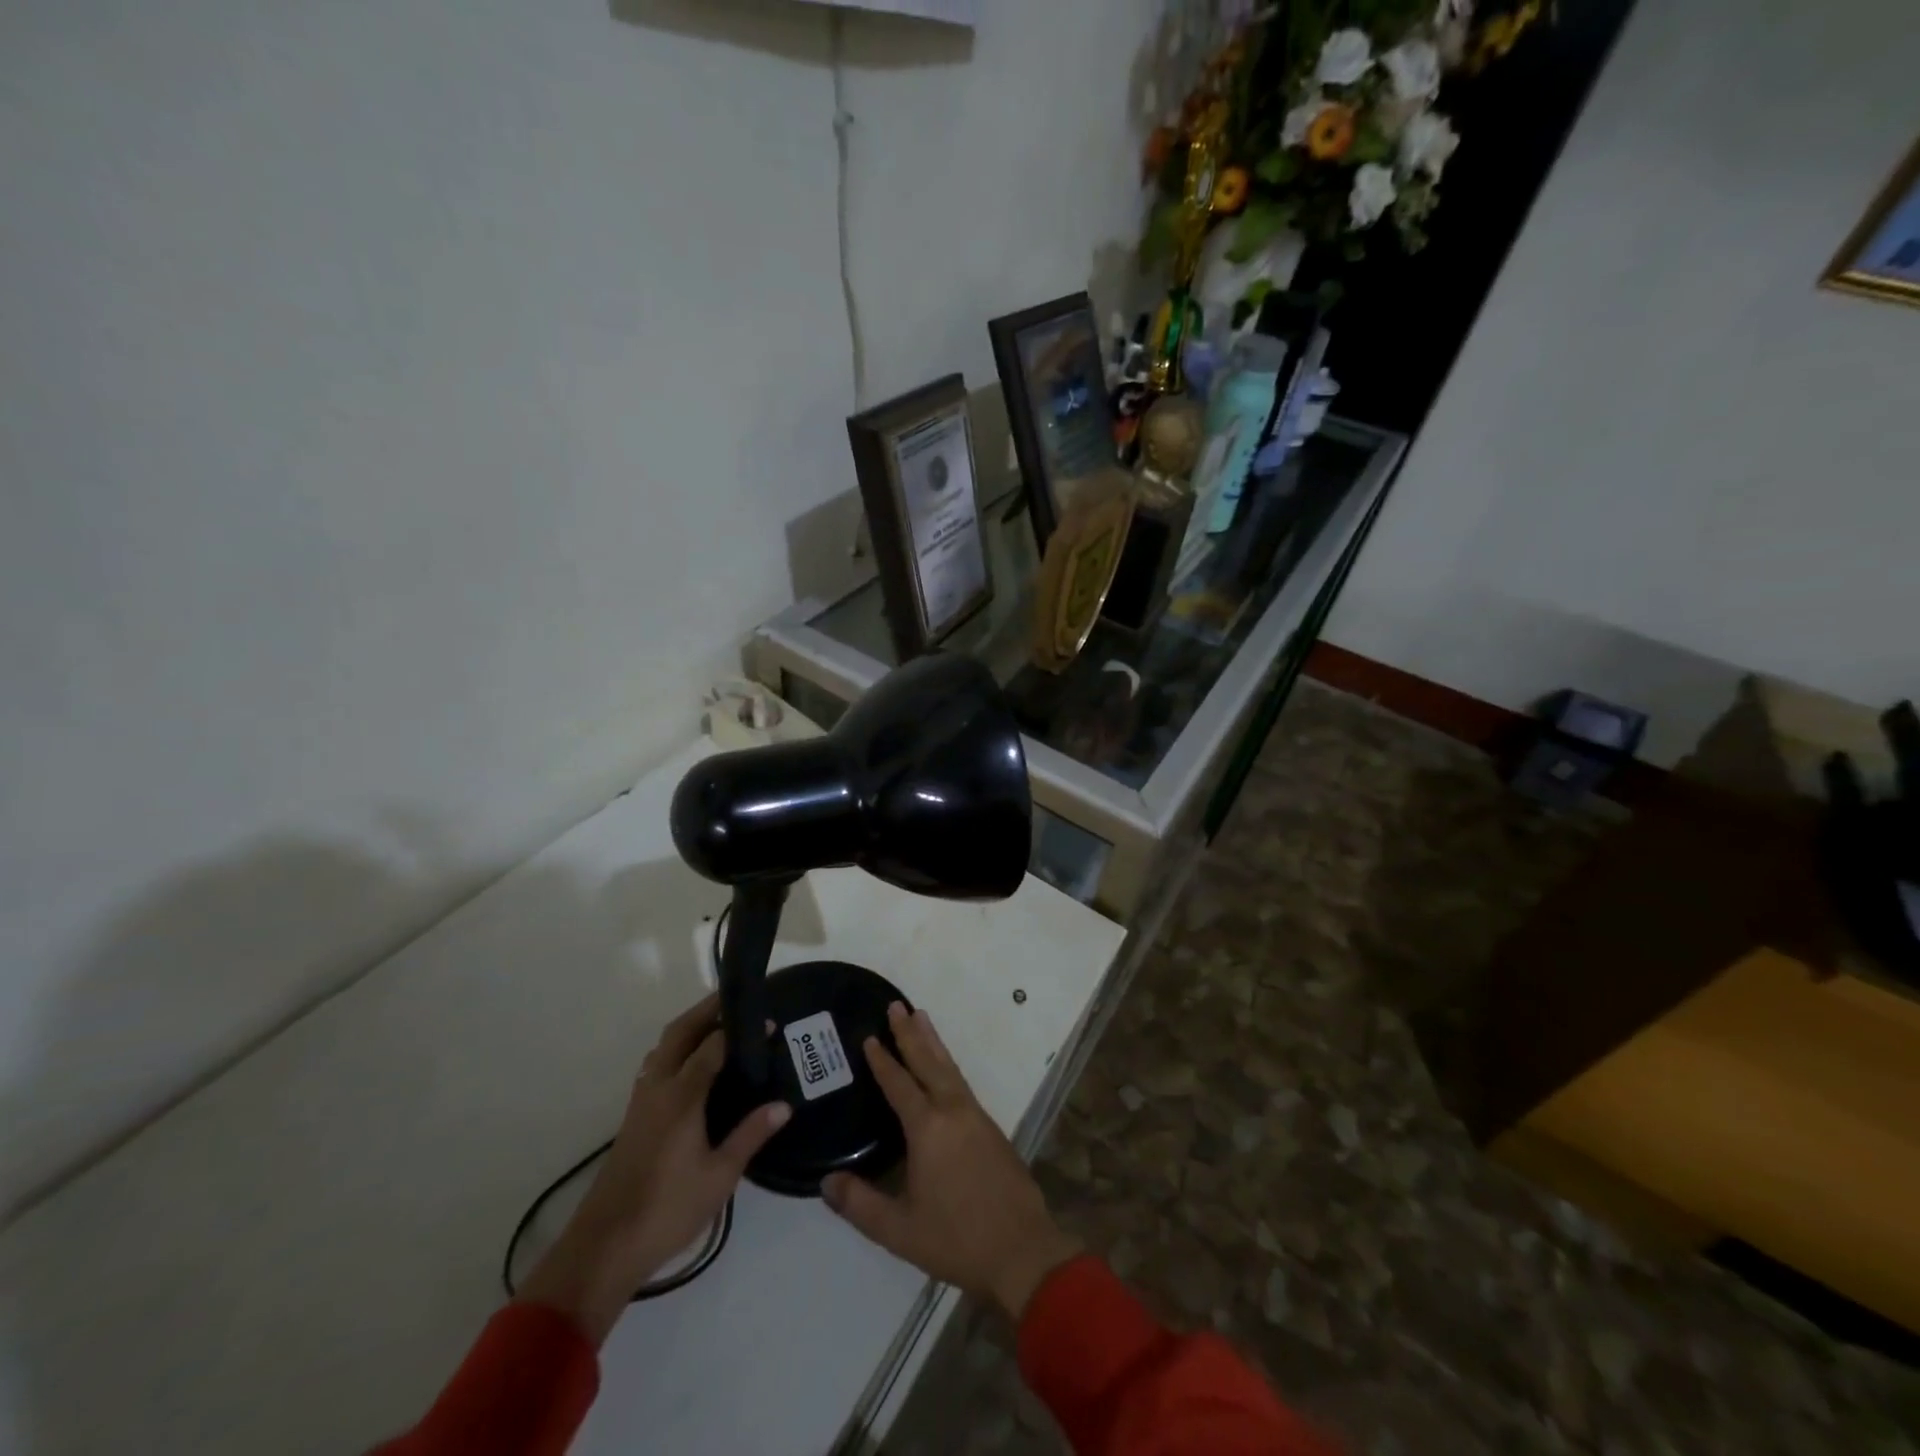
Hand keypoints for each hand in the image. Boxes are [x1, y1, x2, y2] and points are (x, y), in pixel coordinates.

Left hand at [518, 993, 789, 1344]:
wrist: (604, 1247)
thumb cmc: (668, 1208)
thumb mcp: (720, 1175)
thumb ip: (751, 1135)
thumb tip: (784, 1105)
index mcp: (681, 1095)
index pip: (712, 1045)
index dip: (740, 1030)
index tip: (769, 1023)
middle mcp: (658, 1088)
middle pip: (679, 1033)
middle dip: (706, 1010)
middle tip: (737, 1000)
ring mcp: (641, 1102)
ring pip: (663, 1047)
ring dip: (688, 1028)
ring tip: (719, 1026)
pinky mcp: (634, 1117)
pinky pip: (656, 1066)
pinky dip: (677, 1050)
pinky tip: (693, 1067)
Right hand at [822, 1002, 1081, 1321]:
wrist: (1022, 1249)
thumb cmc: (956, 1239)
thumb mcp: (899, 1229)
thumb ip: (859, 1204)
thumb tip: (825, 1181)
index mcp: (928, 1128)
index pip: (900, 1084)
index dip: (883, 1061)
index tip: (869, 1036)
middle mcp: (952, 1110)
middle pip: (928, 1062)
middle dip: (910, 1033)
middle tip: (896, 1005)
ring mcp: (976, 1115)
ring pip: (949, 1067)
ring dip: (932, 1041)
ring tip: (921, 1016)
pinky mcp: (990, 1126)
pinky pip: (961, 1081)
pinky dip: (947, 1063)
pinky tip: (944, 1066)